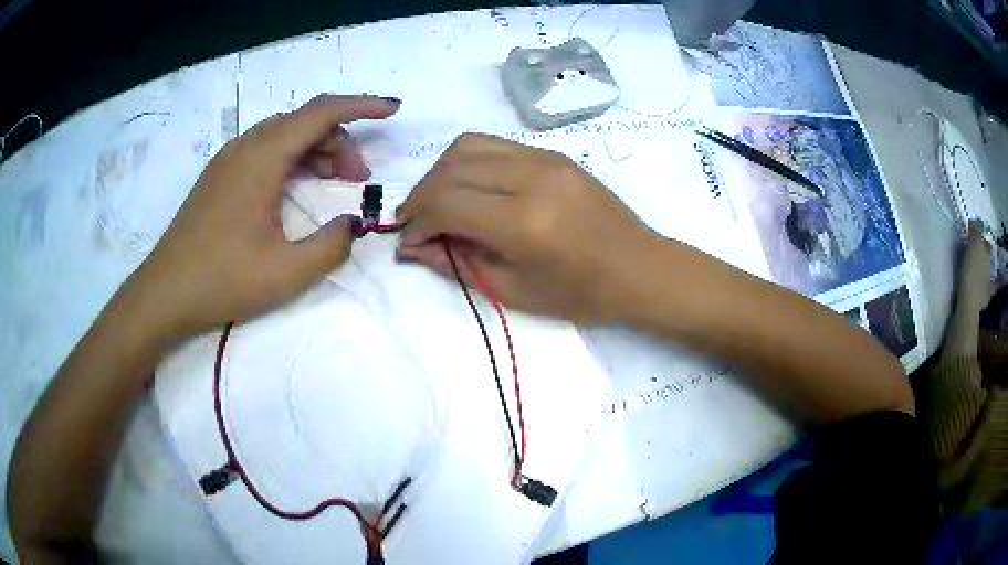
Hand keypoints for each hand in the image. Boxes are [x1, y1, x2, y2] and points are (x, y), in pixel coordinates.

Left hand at [129, 94, 400, 338]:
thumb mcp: (286, 272)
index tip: (393, 110)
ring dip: (316, 149)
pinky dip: (292, 158)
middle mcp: (246, 147)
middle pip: (304, 121)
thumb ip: (331, 245)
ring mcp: (229, 159)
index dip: (362, 106)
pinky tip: (297, 186)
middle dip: (341, 139)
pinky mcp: (220, 175)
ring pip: (284, 134)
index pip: (322, 113)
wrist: (165, 293)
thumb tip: (353, 224)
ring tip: (336, 181)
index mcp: (263, 158)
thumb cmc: (222, 280)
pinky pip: (265, 149)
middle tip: (359, 177)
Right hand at [396, 133, 654, 322]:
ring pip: (468, 145)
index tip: (409, 239)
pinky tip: (471, 188)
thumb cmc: (581, 294)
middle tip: (417, 222)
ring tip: (440, 202)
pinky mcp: (553, 153)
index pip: (445, 201)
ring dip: (441, 172)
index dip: (417, 220)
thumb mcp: (512, 291)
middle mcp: (531, 178)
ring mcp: (544, 158)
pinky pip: (495, 145)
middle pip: (450, 167)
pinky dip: (469, 162)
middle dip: (421, 195)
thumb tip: (411, 246)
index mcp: (523, 222)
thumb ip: (455, 262)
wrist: (640, 268)